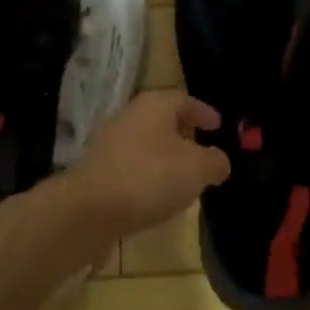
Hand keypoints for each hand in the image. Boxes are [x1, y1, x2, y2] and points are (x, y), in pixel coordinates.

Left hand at [60, 90, 231, 241]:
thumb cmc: (150, 177)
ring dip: (165, 158)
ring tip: (184, 179)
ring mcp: (108, 144)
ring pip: (146, 144)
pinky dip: (148, 176)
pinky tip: (158, 197)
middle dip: (184, 134)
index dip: (203, 112)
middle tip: (203, 151)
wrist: (89, 209)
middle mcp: (128, 117)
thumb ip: (215, 162)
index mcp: (153, 105)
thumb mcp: (197, 169)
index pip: (184, 100)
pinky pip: (131, 167)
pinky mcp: (98, 171)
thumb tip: (219, 162)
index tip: (218, 126)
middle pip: (162, 120)